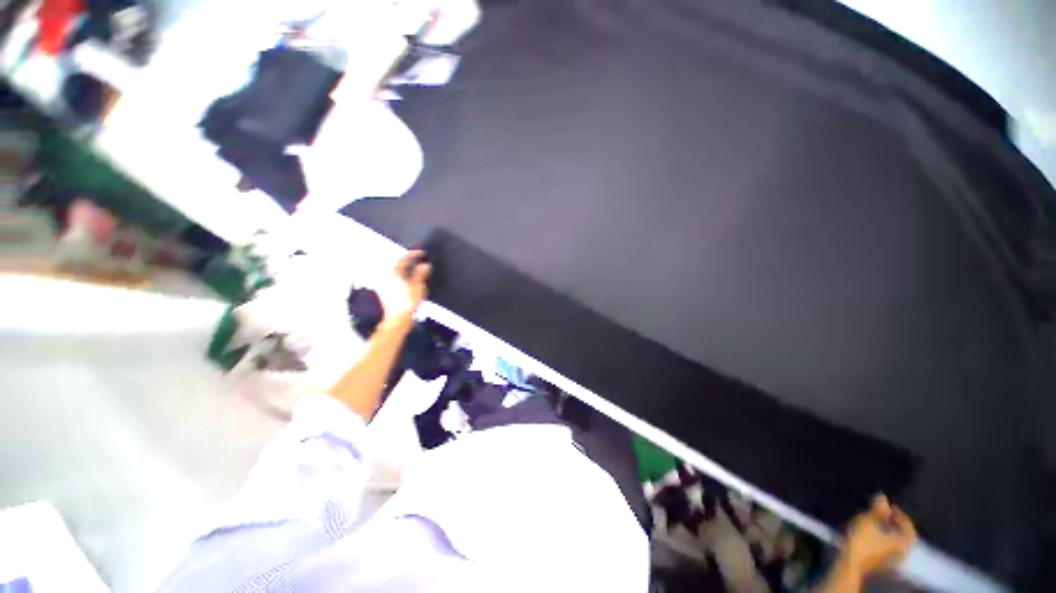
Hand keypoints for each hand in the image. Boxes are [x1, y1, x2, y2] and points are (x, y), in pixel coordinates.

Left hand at [376, 250, 431, 324]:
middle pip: (398, 265)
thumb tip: (424, 266)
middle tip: (418, 259)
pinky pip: (395, 280)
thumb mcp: (418, 286)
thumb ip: (421, 273)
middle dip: (408, 261)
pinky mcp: (386, 293)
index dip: (413, 254)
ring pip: (396, 273)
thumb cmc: (406, 304)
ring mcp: (385, 285)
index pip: (403, 259)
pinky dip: (403, 277)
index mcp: (393, 273)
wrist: (398, 319)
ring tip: (415, 270)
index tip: (421, 253)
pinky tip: (409, 281)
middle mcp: (387, 277)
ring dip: (406, 270)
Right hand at [842, 494, 916, 575]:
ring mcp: (892, 559)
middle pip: (901, 535)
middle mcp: (902, 551)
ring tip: (875, 522)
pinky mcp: (881, 563)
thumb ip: (878, 509)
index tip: (890, 506)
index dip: (901, 515)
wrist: (851, 562)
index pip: (908, 526)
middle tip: (883, 513)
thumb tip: (883, 497)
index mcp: (904, 542)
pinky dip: (881, 538)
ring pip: (893, 542)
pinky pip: (886, 547)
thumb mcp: (869, 521)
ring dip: (886, 531)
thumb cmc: (863, 540)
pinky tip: (870, 534)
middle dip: (893, 524)